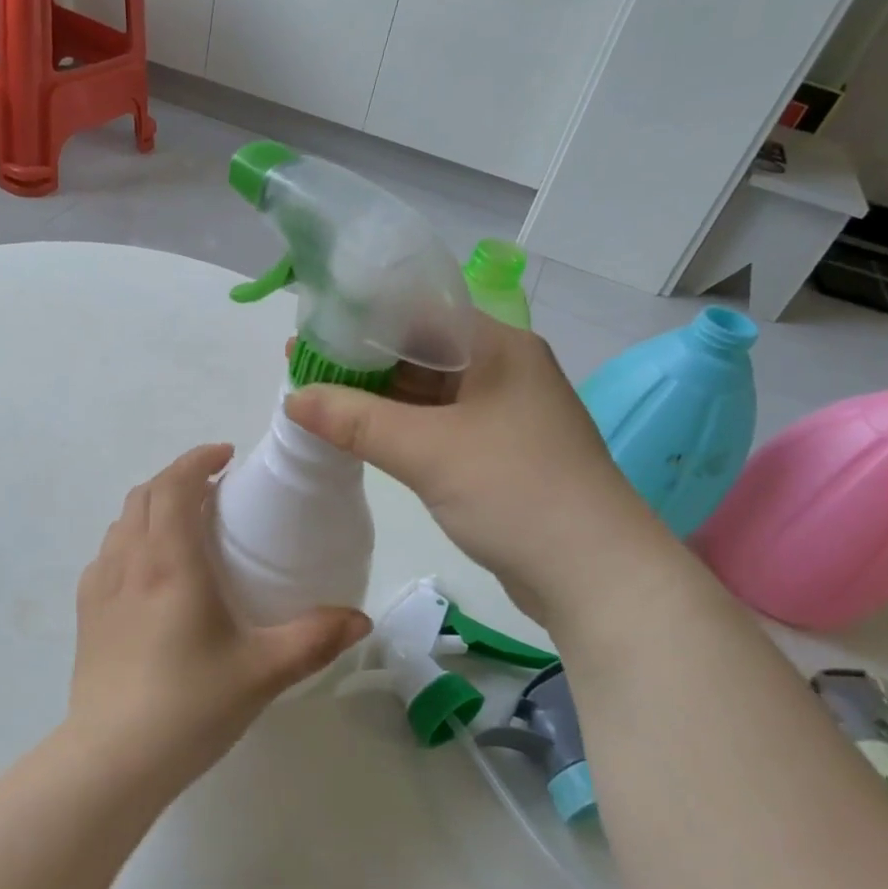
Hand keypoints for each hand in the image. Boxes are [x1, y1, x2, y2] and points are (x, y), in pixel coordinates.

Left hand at [70, 445, 371, 793]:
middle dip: (178, 477)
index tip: (228, 456)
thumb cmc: (189, 706)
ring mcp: (99, 586)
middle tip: (215, 488)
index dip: (198, 459)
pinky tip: (151, 572)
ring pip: (123, 521)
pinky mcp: (85, 612)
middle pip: (146, 494)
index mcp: (169, 561)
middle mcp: (128, 560)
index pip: (176, 484)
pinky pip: (108, 553)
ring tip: (186, 524)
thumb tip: (360, 619)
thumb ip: (315, 640)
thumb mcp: (263, 671)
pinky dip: (132, 538)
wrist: (111, 760)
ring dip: (153, 506)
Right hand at [285, 313, 661, 621]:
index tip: (310, 330)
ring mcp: (500, 413)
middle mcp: (501, 369)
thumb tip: (293, 398)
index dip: (360, 319)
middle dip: (361, 361)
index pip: (419, 313)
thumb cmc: (516, 491)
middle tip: (301, 366)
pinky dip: (397, 428)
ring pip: (426, 393)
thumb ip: (356, 420)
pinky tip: (356, 432)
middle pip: (419, 352)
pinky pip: (435, 427)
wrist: (594, 576)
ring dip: (376, 398)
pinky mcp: (495, 453)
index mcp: (498, 346)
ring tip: (316, 397)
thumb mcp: (428, 451)